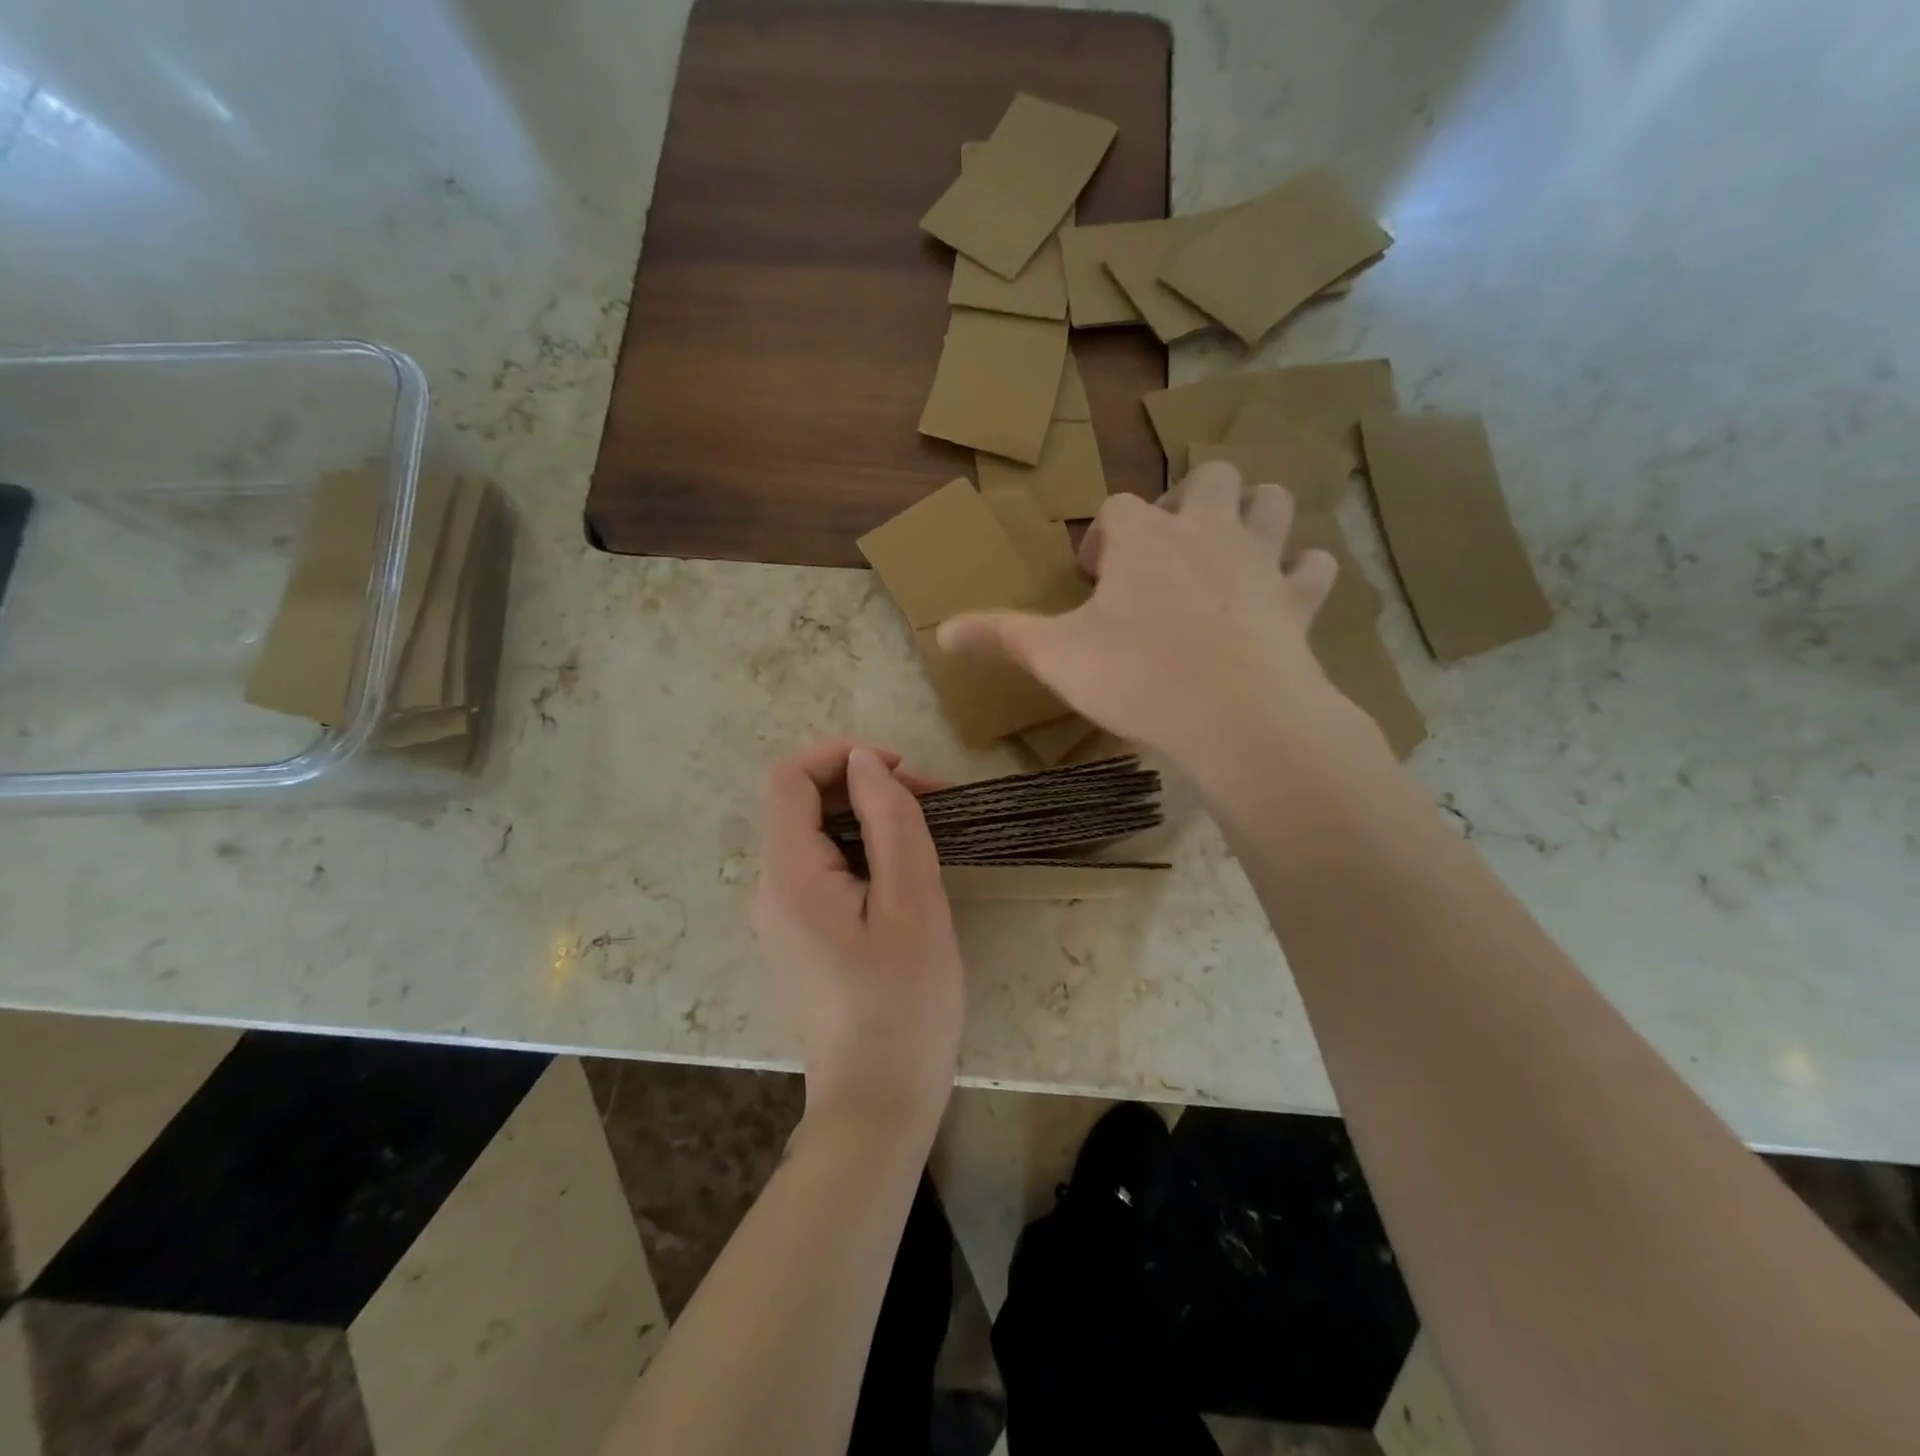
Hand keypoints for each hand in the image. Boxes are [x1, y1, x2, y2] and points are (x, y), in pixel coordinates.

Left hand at [752, 741, 964, 1149]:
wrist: (877, 1105)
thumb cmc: (903, 1005)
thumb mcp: (912, 903)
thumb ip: (889, 821)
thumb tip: (864, 760)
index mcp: (788, 876)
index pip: (789, 777)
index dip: (841, 755)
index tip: (902, 769)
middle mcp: (769, 889)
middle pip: (802, 804)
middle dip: (864, 786)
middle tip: (932, 800)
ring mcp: (781, 916)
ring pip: (816, 836)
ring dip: (868, 818)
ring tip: (928, 833)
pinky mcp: (800, 936)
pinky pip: (823, 870)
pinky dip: (862, 852)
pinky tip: (904, 874)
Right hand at [938, 462, 1360, 783]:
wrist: (1234, 717)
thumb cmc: (1135, 676)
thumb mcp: (1054, 656)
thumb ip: (999, 636)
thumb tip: (940, 631)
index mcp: (1145, 535)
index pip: (1118, 506)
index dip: (1104, 538)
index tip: (1094, 579)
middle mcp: (1207, 529)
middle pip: (1209, 479)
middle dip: (1188, 504)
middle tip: (1167, 555)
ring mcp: (1260, 560)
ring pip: (1272, 503)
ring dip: (1254, 516)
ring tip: (1229, 555)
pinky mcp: (1299, 600)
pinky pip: (1313, 566)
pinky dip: (1301, 573)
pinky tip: (1284, 595)